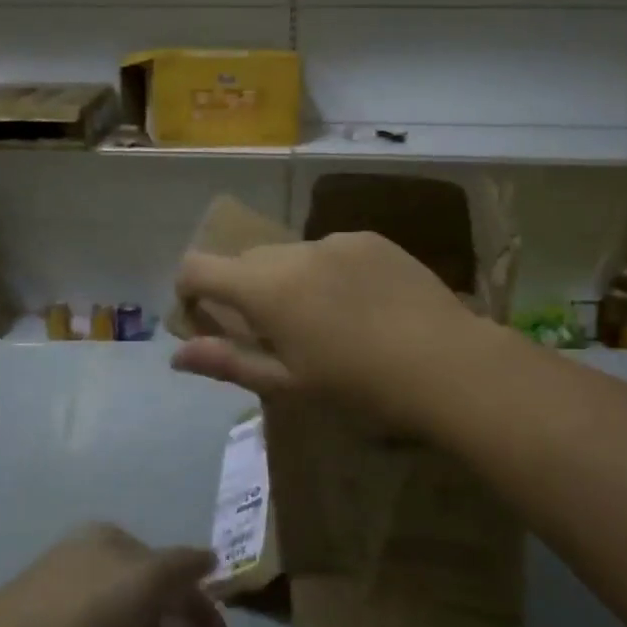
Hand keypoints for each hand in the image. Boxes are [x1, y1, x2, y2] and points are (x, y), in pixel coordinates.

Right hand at [170, 231, 481, 429]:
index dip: (189, 288)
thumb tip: (177, 355)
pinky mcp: (371, 238)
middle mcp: (294, 252)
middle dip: (244, 290)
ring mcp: (336, 240)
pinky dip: (327, 271)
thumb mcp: (289, 384)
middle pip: (246, 260)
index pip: (198, 267)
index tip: (203, 316)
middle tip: (273, 333)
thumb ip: (229, 362)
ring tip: (326, 321)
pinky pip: (330, 250)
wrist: (448, 364)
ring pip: (290, 254)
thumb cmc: (360, 387)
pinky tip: (362, 306)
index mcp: (266, 288)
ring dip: (288, 280)